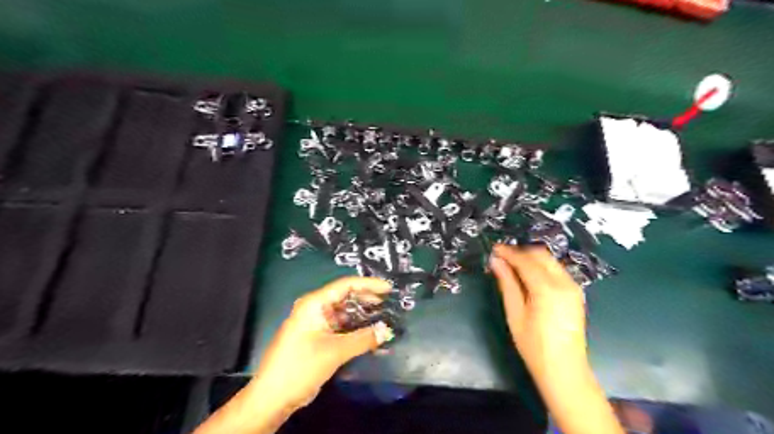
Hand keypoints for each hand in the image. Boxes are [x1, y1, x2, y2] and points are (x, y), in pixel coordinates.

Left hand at [247, 279, 393, 410]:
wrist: (272, 397)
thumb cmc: (300, 366)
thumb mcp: (334, 351)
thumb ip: (363, 339)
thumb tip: (387, 330)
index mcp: (314, 303)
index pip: (346, 285)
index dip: (369, 285)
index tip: (389, 289)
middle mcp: (315, 309)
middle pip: (345, 297)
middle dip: (367, 299)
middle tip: (389, 302)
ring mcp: (315, 323)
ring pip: (343, 313)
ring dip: (362, 315)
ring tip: (383, 316)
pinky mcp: (317, 338)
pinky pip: (340, 327)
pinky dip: (355, 329)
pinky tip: (369, 333)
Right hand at [489, 248, 587, 376]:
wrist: (564, 368)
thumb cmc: (533, 345)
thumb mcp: (515, 314)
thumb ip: (507, 284)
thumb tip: (496, 261)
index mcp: (547, 289)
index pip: (525, 260)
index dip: (508, 252)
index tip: (494, 248)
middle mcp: (564, 282)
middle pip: (541, 255)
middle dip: (520, 252)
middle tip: (502, 256)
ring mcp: (573, 287)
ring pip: (550, 261)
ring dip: (531, 258)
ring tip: (512, 265)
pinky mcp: (576, 292)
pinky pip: (556, 270)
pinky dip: (541, 267)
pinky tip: (528, 275)